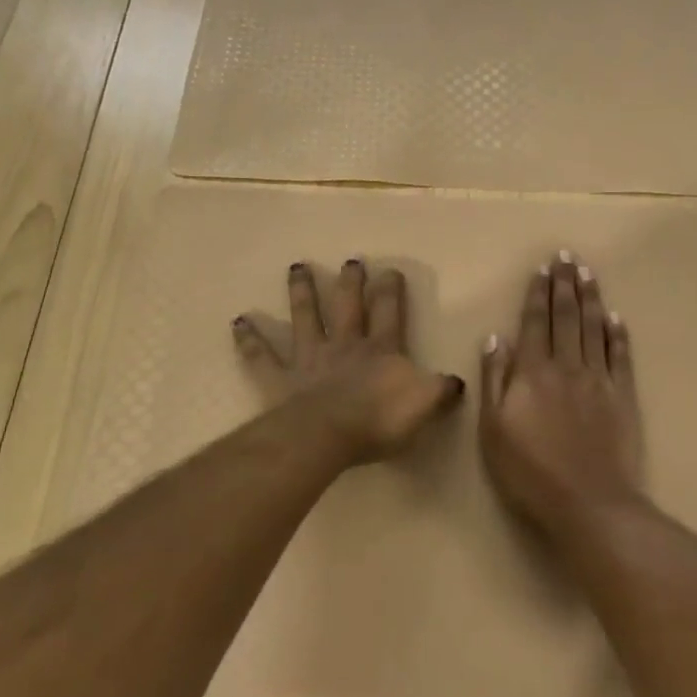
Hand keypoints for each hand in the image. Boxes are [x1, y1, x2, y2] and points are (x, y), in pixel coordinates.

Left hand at [233, 259, 464, 465]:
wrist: (329, 434)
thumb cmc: (380, 420)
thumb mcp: (425, 404)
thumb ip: (442, 390)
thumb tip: (457, 382)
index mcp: (381, 350)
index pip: (390, 313)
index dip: (391, 291)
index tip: (390, 270)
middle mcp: (345, 346)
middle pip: (348, 306)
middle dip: (350, 283)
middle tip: (350, 261)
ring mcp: (310, 360)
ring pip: (306, 318)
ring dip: (301, 293)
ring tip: (297, 267)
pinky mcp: (281, 379)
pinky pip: (263, 357)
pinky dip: (250, 339)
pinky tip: (238, 321)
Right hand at [480, 254, 644, 533]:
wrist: (589, 501)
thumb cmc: (530, 471)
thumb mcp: (494, 429)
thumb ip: (494, 379)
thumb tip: (496, 337)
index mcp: (533, 372)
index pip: (534, 323)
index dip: (537, 294)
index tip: (542, 269)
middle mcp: (567, 366)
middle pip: (566, 317)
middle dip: (564, 284)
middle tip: (567, 256)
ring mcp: (599, 379)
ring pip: (594, 328)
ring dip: (591, 298)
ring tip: (588, 272)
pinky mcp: (623, 396)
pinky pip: (621, 356)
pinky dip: (619, 334)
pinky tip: (617, 317)